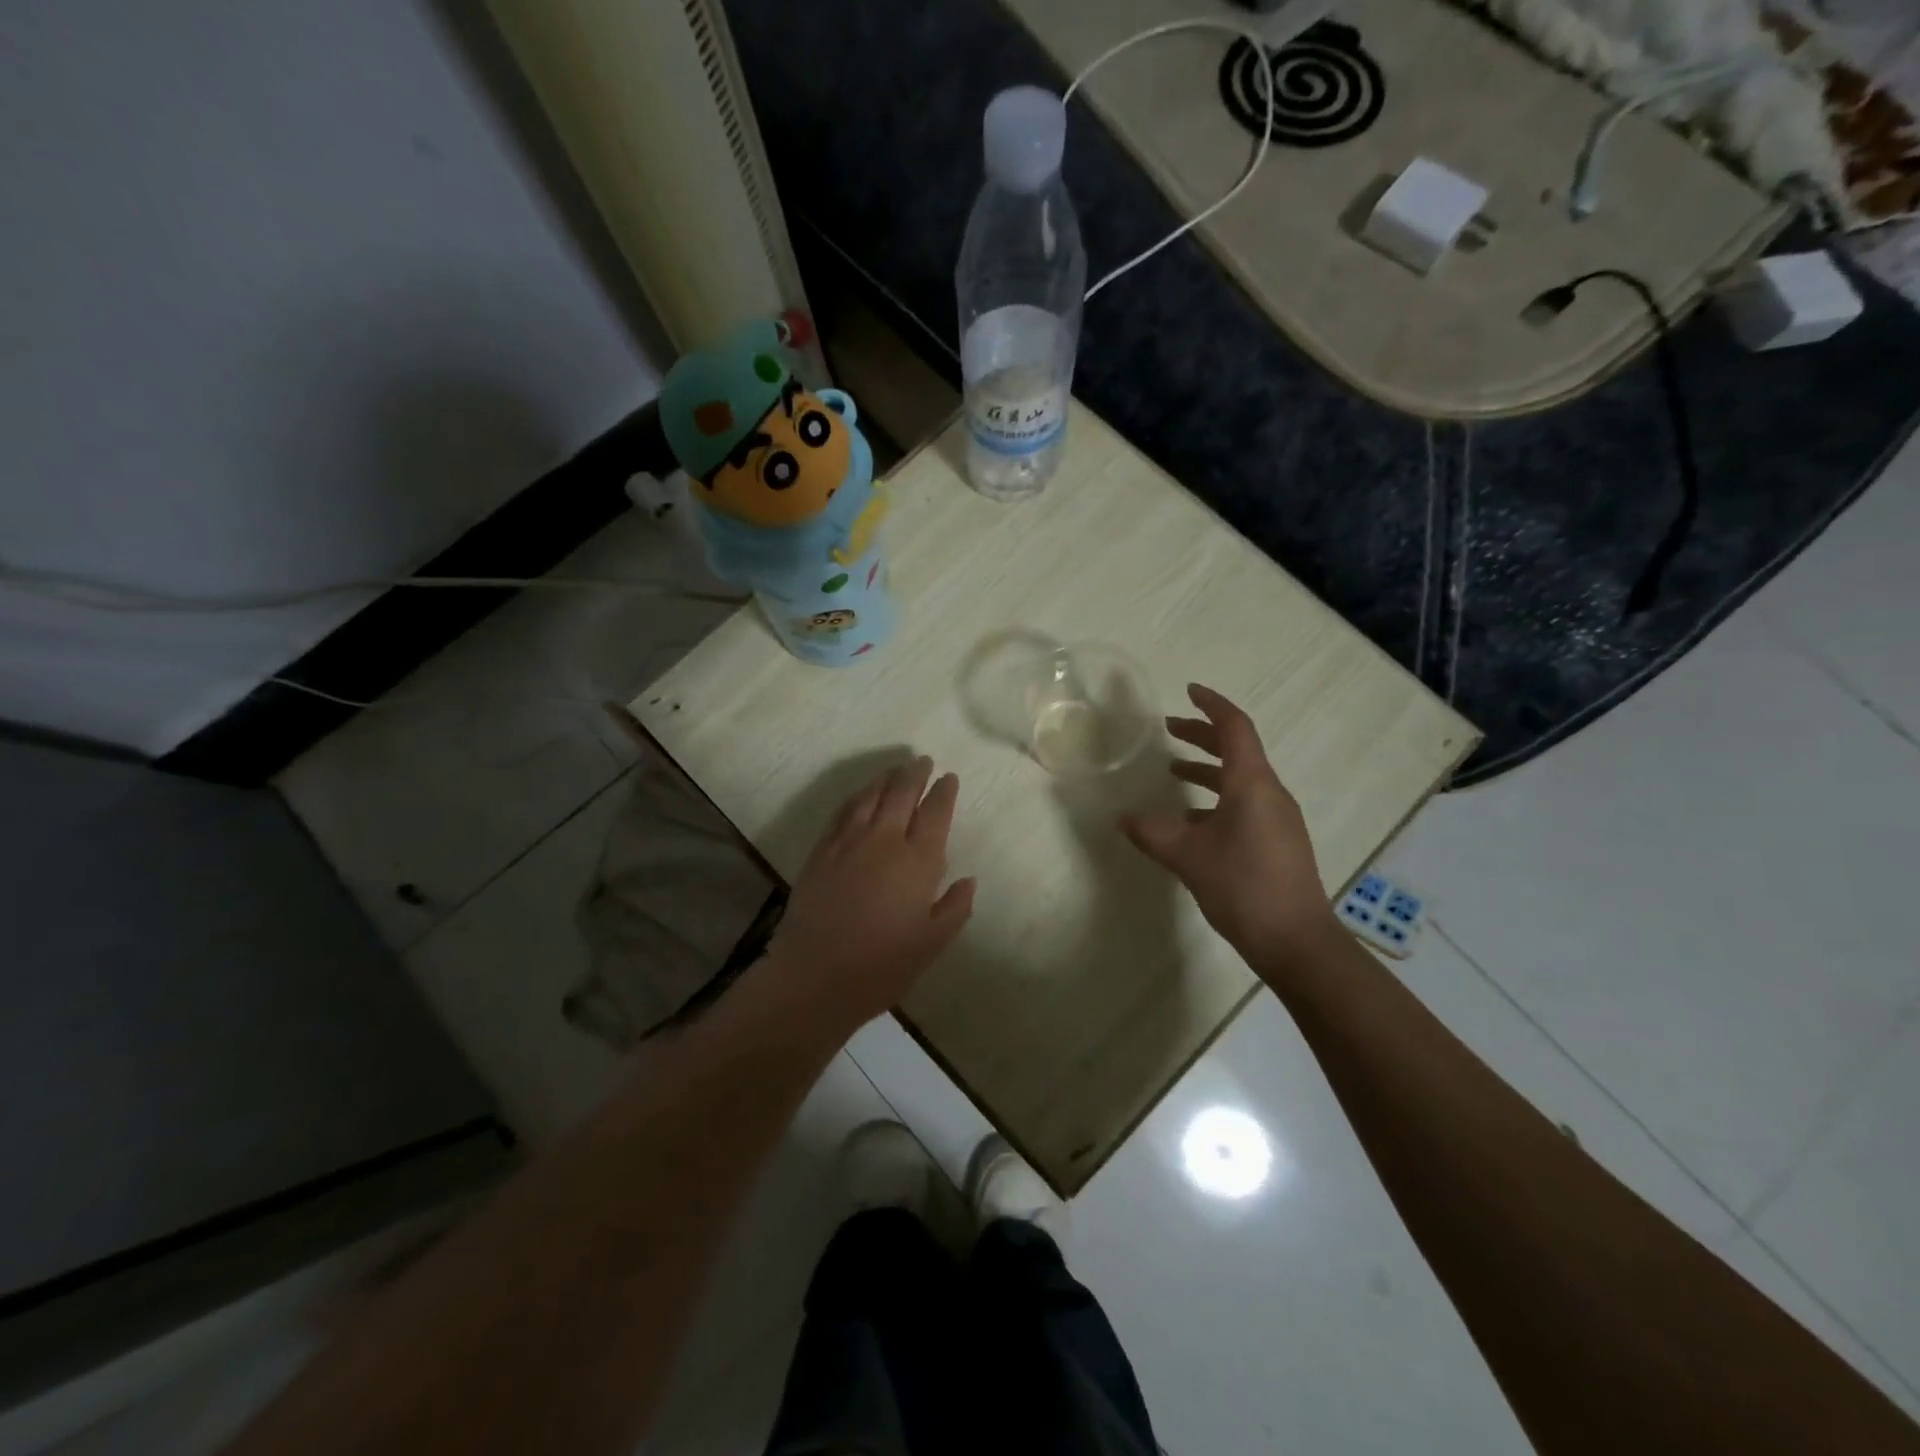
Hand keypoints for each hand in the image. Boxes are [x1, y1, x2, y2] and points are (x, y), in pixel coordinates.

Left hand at [765, 757, 975, 1034]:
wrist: (815, 975)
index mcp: (918, 861)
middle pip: (902, 794)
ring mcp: (849, 842)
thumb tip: (968, 880)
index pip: (935, 813)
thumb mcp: (932, 943)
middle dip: (915, 774)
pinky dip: (857, 796)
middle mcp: (884, 840)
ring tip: (895, 769)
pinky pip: (843, 811)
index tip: (949, 778)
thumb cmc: (882, 965)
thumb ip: (954, 908)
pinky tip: (861, 794)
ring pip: (871, 796)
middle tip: (923, 761)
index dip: (944, 792)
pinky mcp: (822, 850)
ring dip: (886, 778)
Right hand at [1122, 684, 1336, 966]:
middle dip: (1203, 736)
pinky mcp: (1278, 842)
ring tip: (1173, 774)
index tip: (1188, 691)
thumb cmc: (1243, 886)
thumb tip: (1121, 818)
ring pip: (1240, 779)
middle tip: (1170, 730)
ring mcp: (1278, 819)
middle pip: (1238, 750)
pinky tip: (1192, 822)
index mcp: (1252, 783)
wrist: (1296, 941)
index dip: (1212, 705)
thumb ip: (1152, 832)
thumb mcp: (1188, 856)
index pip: (1235, 728)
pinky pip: (1245, 804)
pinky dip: (1216, 799)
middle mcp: (1270, 793)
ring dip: (1208, 770)